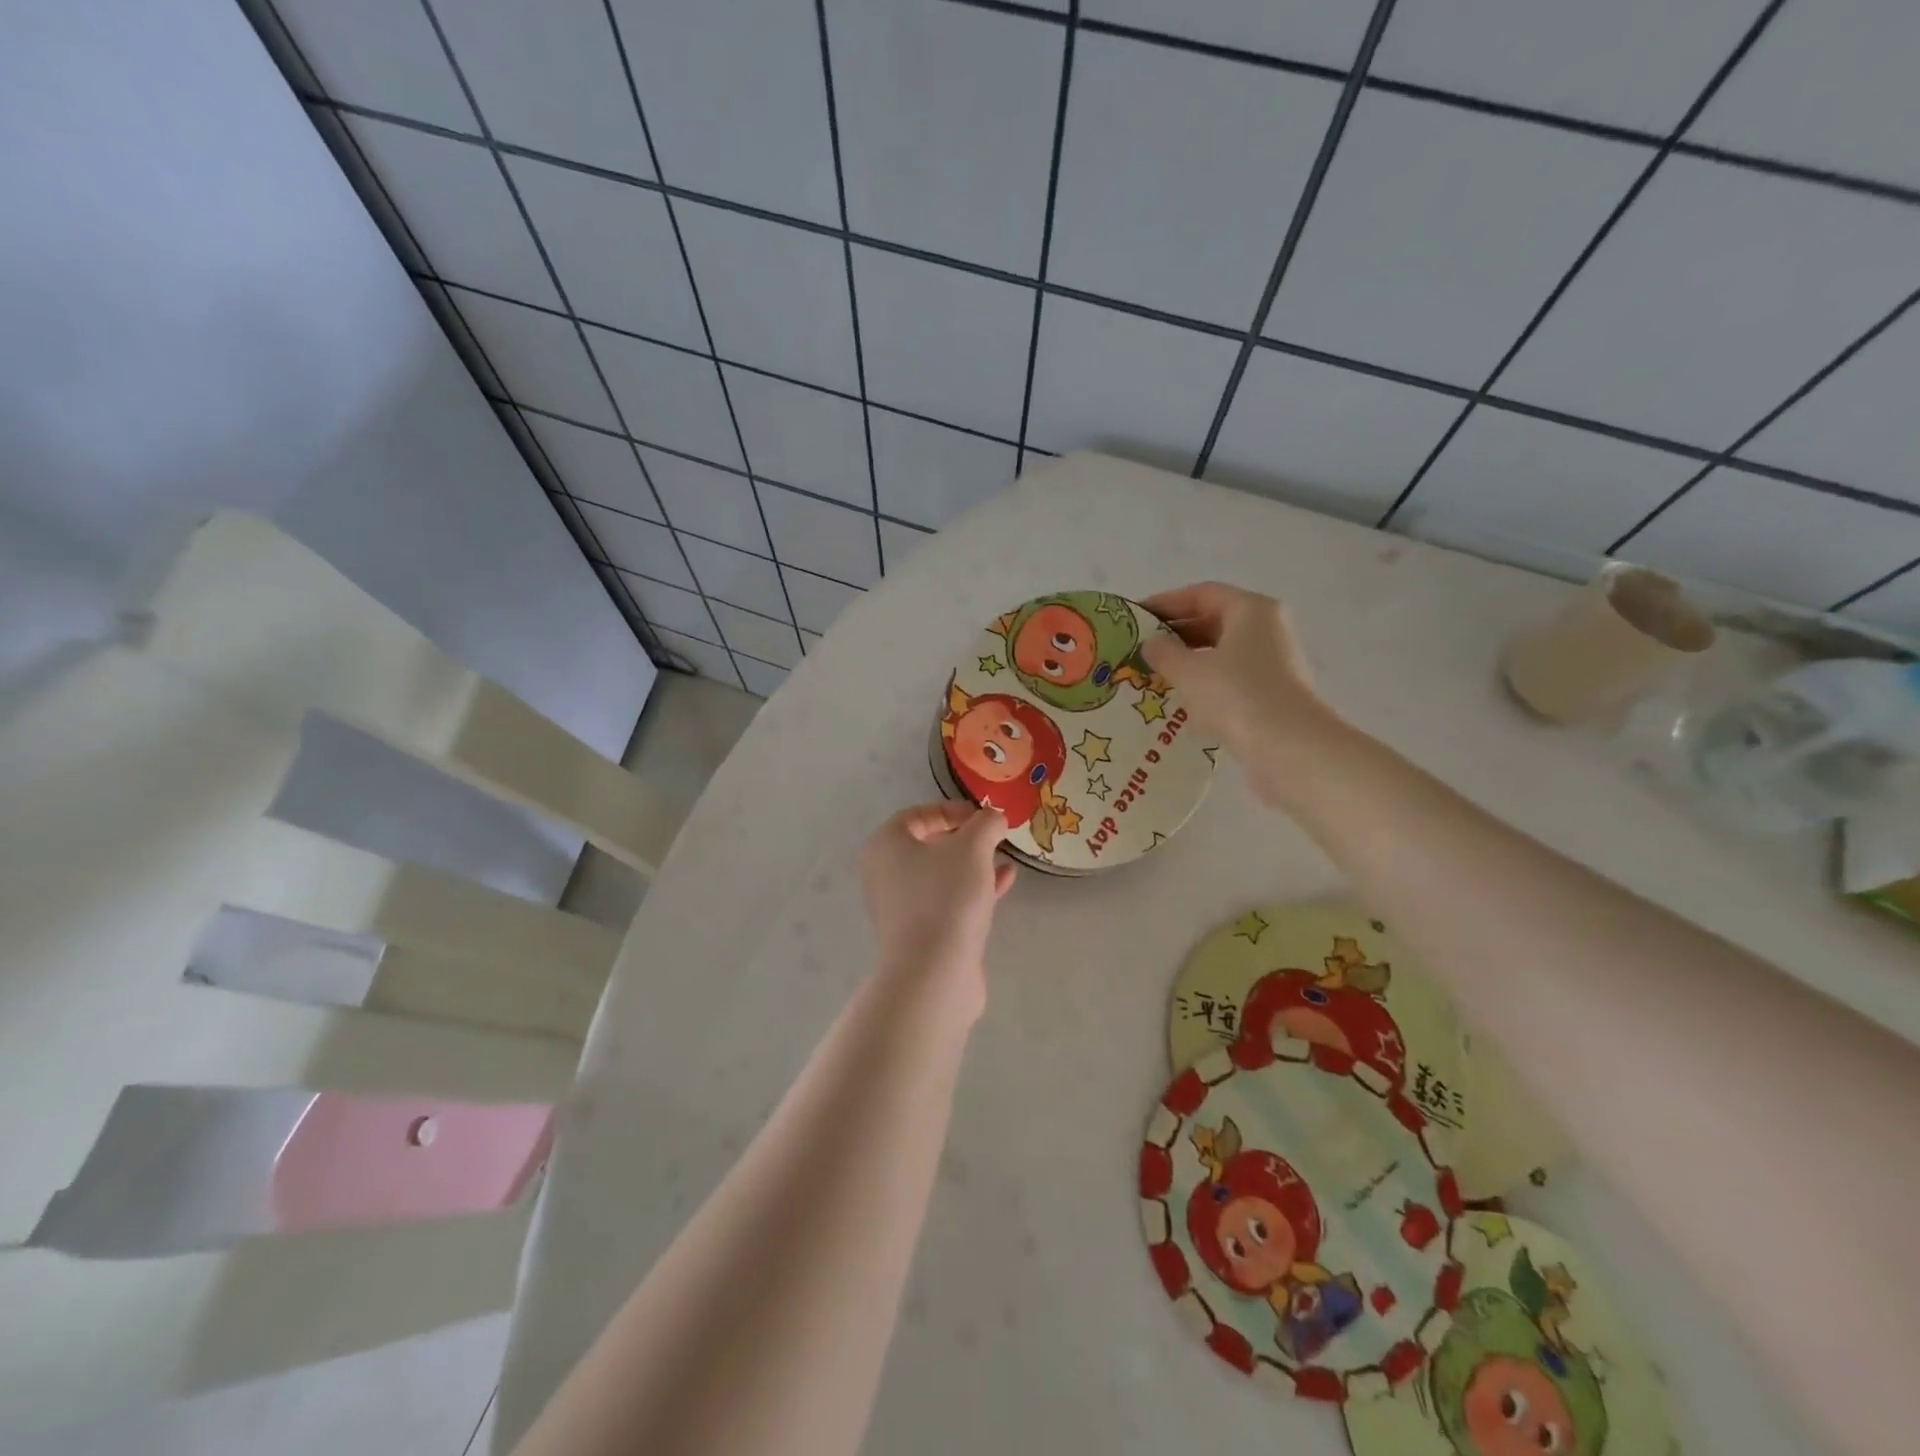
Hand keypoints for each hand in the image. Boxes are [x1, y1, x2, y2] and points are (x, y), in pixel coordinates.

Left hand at [860, 801, 1015, 1012]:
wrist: (934, 973)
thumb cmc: (946, 896)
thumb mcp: (973, 848)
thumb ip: (986, 824)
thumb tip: (994, 818)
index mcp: (885, 845)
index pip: (917, 815)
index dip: (952, 810)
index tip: (983, 817)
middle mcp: (885, 873)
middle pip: (928, 845)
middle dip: (965, 839)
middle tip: (994, 838)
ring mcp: (900, 907)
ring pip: (940, 874)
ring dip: (972, 864)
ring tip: (1003, 858)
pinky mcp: (919, 934)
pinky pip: (947, 900)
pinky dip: (973, 889)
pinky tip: (1004, 883)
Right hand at [1141, 582, 1342, 805]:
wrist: (1288, 747)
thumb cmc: (1236, 695)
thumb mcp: (1189, 671)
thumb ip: (1164, 652)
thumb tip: (1151, 644)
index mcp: (1252, 609)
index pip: (1202, 594)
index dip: (1166, 603)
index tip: (1137, 617)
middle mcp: (1268, 628)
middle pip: (1215, 620)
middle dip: (1176, 633)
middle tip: (1141, 648)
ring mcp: (1274, 662)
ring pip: (1223, 651)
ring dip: (1189, 660)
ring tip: (1154, 674)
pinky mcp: (1273, 693)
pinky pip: (1232, 678)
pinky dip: (1205, 683)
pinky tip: (1180, 699)